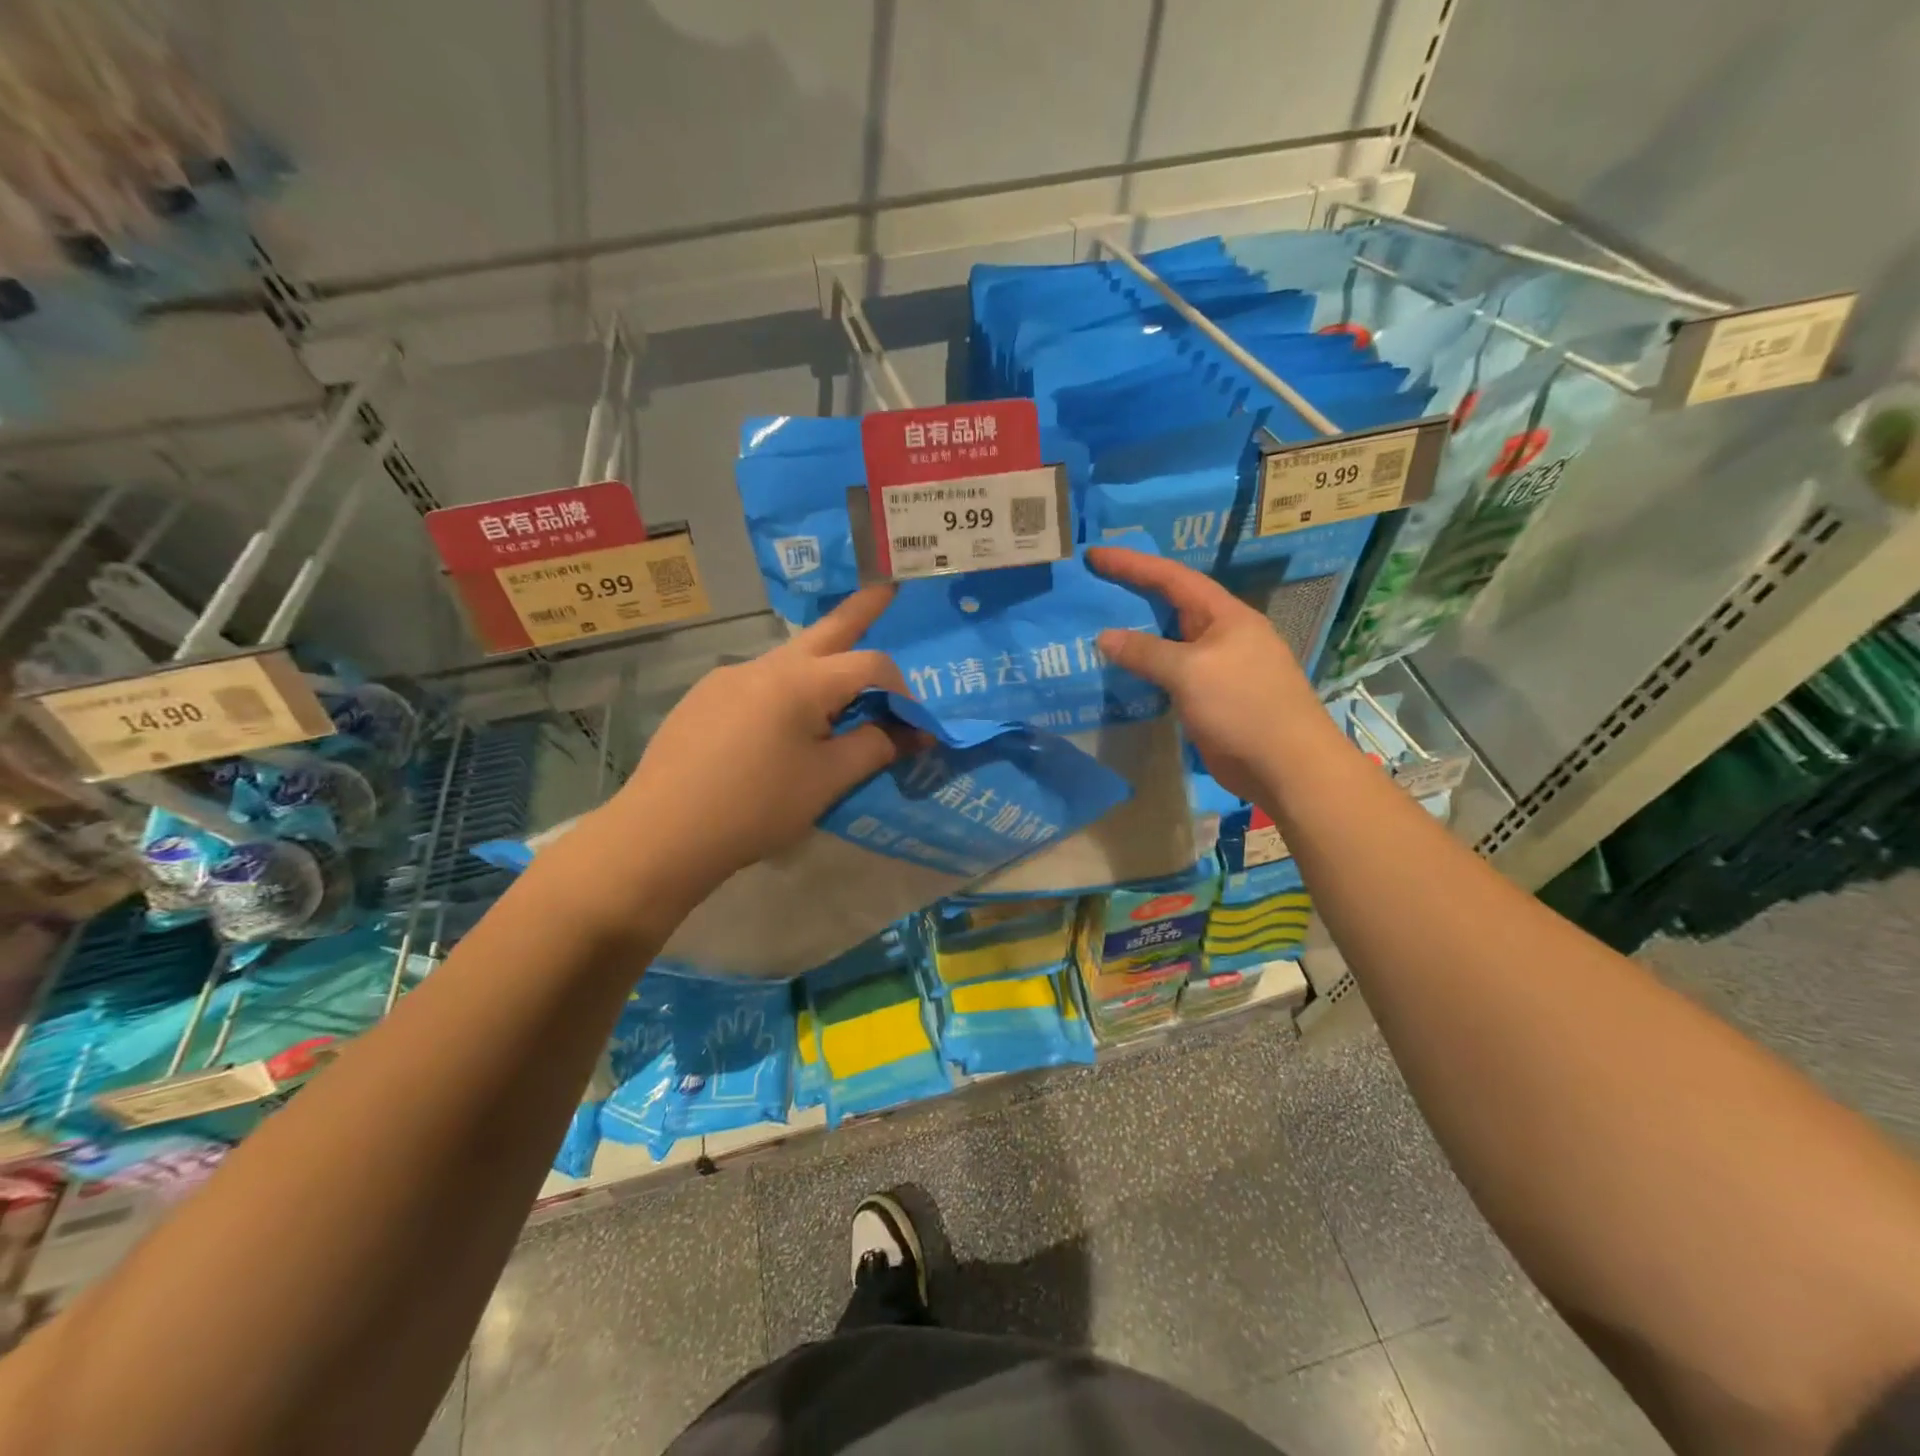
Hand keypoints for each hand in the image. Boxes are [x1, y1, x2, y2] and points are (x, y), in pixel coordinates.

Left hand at [575, 586, 909, 909]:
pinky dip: (787, 694)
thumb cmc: (756, 808)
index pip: (869, 665)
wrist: (662, 834)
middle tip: (887, 588)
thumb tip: (912, 731)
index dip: (902, 691)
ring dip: (824, 669)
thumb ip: (874, 746)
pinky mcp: (703, 699)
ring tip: (839, 697)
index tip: (916, 726)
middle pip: (826, 630)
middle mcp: (764, 665)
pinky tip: (780, 733)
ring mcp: (727, 678)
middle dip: (861, 610)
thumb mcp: (827, 781)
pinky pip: (759, 684)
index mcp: (800, 680)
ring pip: (790, 661)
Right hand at [1089, 546, 1331, 803]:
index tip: (1095, 554)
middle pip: (1172, 604)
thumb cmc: (1243, 707)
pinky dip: (1146, 668)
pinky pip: (1172, 673)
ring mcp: (1218, 667)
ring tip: (1097, 626)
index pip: (1172, 578)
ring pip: (1170, 641)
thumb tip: (1105, 637)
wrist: (1286, 766)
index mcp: (1225, 615)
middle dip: (1133, 593)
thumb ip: (1146, 652)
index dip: (1132, 563)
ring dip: (1137, 634)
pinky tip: (1122, 672)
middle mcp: (1222, 634)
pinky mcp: (1211, 697)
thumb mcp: (1190, 672)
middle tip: (1093, 587)